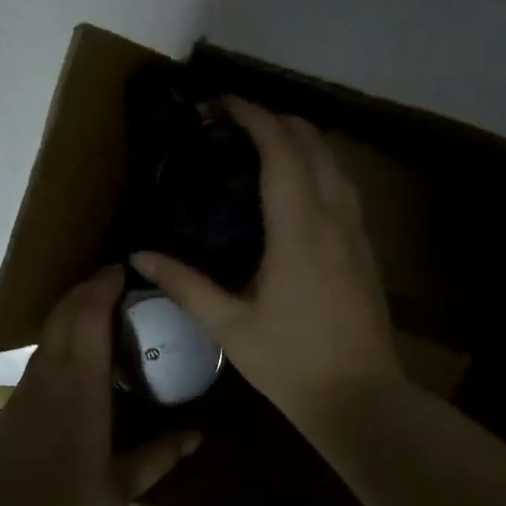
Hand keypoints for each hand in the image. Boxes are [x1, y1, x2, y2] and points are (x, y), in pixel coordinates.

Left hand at [0, 266, 199, 505]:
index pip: (87, 316)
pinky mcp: (10, 407)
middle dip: (87, 289)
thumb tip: (197, 434)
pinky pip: (39, 358)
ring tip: (103, 315)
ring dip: (71, 313)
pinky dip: (60, 341)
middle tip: (117, 284)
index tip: (122, 269)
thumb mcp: (122, 486)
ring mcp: (24, 390)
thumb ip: (161, 454)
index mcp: (79, 386)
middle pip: (63, 314)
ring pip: (48, 334)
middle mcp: (48, 377)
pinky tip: (78, 362)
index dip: (102, 285)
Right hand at [131, 99, 401, 425]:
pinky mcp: (365, 247)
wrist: (362, 399)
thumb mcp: (229, 326)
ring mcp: (357, 231)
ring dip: (299, 140)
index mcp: (299, 228)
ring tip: (257, 149)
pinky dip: (316, 166)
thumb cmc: (291, 363)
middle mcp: (334, 216)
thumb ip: (185, 284)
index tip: (217, 106)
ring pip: (333, 160)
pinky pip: (342, 185)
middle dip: (273, 119)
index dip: (250, 115)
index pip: (280, 147)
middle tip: (230, 127)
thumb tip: (139, 256)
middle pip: (312, 140)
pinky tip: (291, 189)